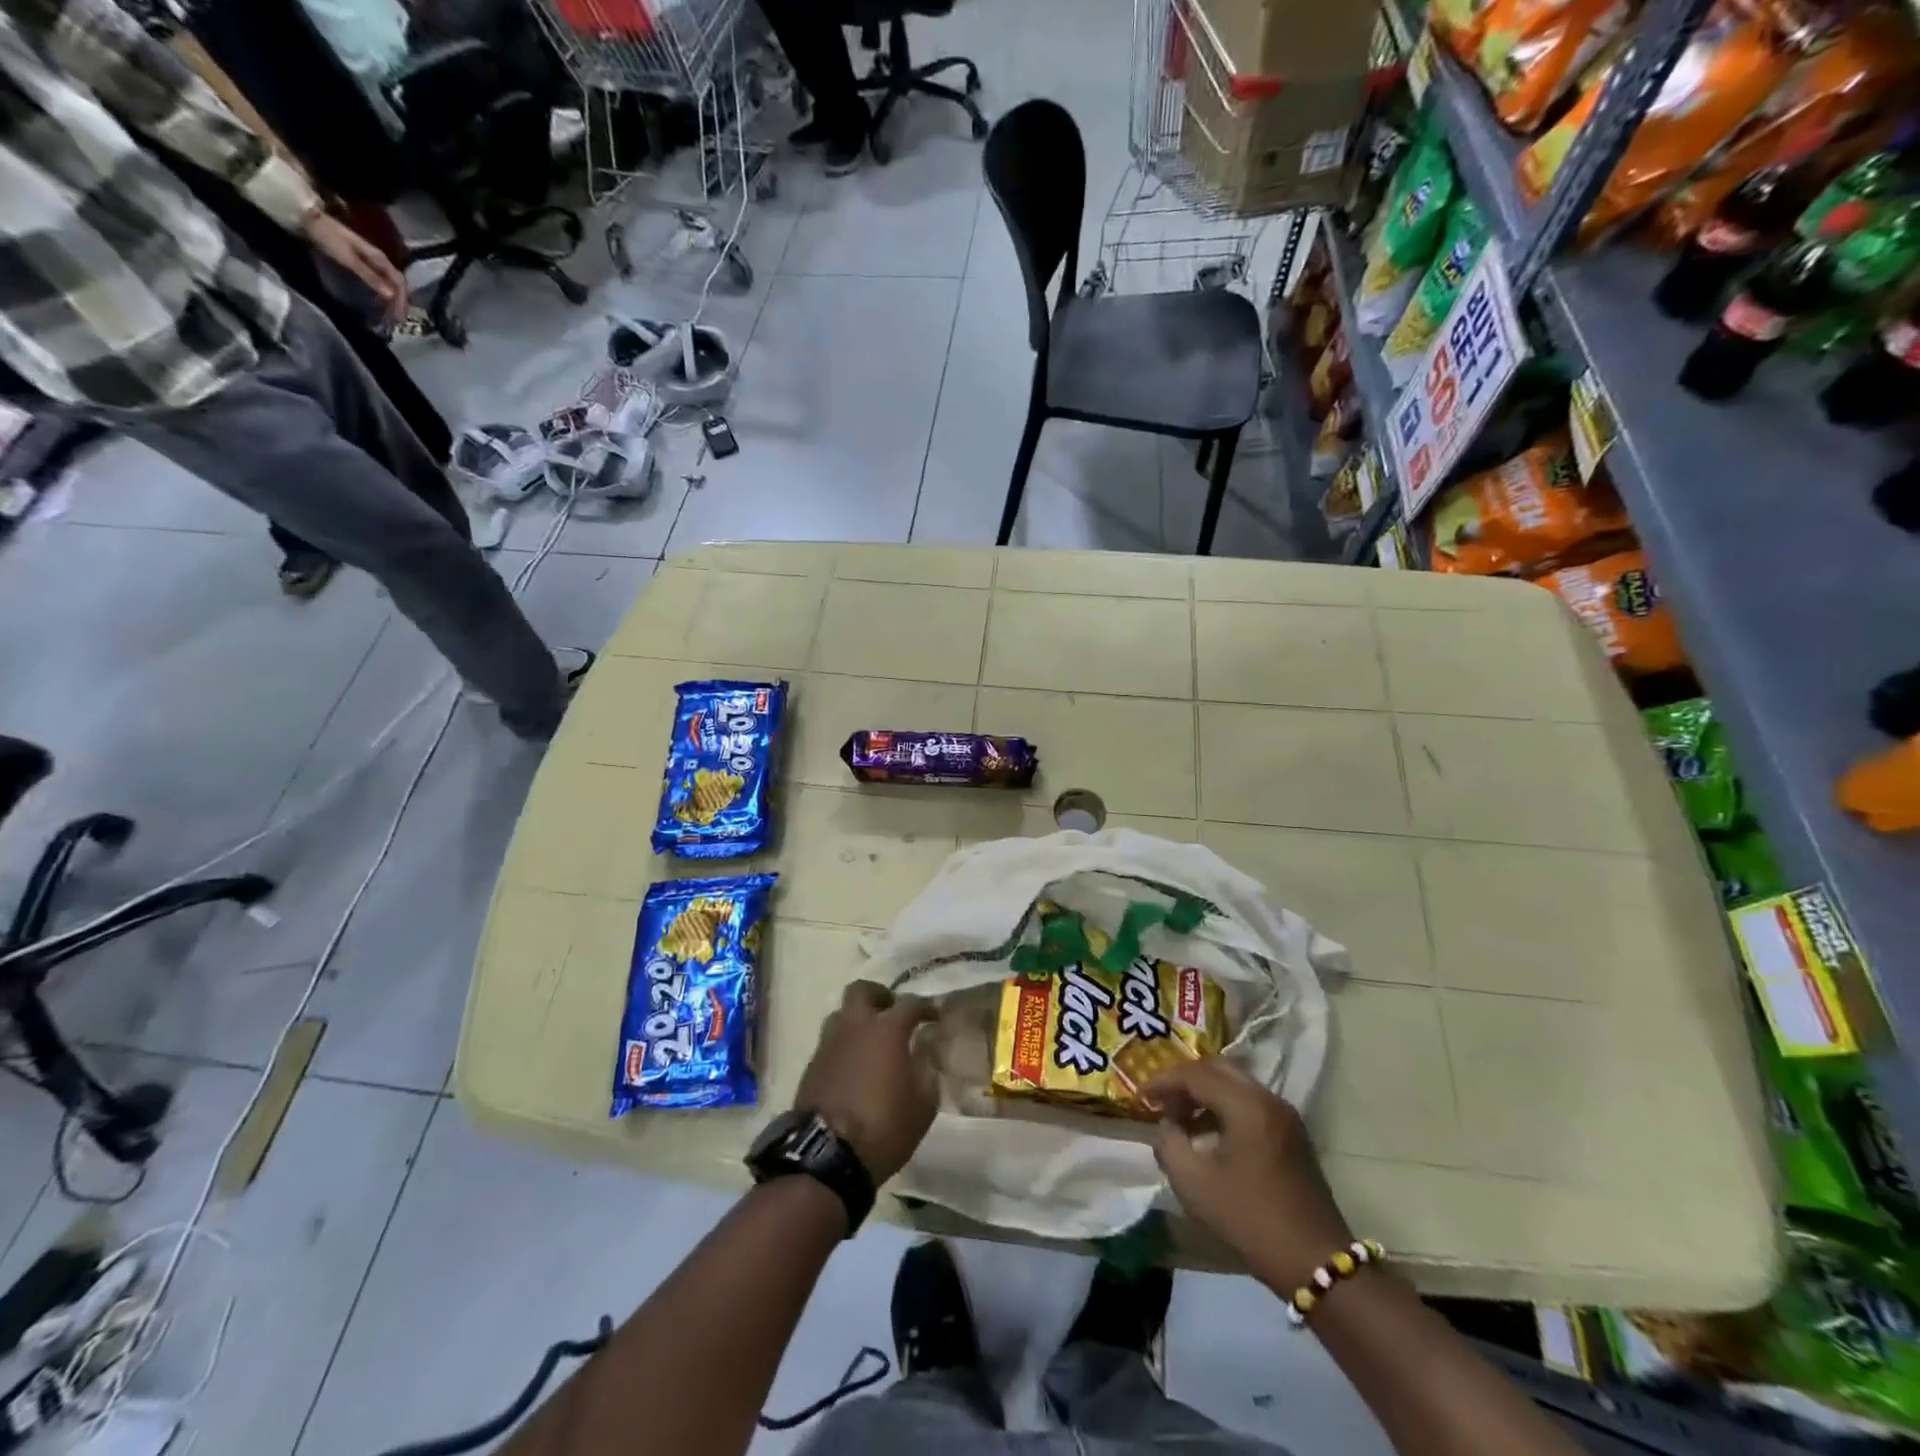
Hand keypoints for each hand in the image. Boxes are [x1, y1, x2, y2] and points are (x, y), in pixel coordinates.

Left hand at [304, 211, 407, 325]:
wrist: (307, 218)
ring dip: (391, 299)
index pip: (399, 283)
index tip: (399, 317)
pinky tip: (378, 301)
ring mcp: (371, 261)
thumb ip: (370, 276)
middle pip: (396, 285)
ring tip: (388, 314)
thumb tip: (391, 295)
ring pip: (389, 284)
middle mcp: (380, 260)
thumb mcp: (349, 259)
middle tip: (396, 320)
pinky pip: (379, 281)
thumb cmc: (328, 237)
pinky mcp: (361, 262)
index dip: (402, 300)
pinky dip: (381, 293)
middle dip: (399, 303)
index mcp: (380, 259)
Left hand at [792, 981, 938, 1183]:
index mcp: (886, 1030)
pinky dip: (843, 1047)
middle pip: (862, 990)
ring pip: (841, 1015)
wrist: (826, 1155)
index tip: (935, 1015)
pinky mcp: (811, 1066)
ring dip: (856, 1021)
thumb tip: (925, 1052)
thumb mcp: (923, 1105)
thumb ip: (927, 1071)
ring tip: (870, 1042)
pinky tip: (853, 1068)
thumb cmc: (883, 1126)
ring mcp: (828, 1044)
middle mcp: (855, 1027)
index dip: (925, 1007)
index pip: (910, 1004)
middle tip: (891, 1012)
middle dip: (879, 996)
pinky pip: (830, 1043)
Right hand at [1145, 1057, 1354, 1295]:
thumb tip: (1167, 1124)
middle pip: (1217, 1069)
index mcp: (1246, 1105)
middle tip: (1160, 1100)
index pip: (1195, 1074)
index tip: (1139, 1096)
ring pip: (1234, 1085)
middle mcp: (1268, 1099)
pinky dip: (1224, 1107)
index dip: (1162, 1081)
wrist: (1317, 1263)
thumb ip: (1169, 1143)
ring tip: (1179, 1119)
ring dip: (1204, 1094)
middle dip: (1184, 1081)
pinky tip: (1207, 1134)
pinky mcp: (1291, 1134)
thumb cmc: (1251, 1220)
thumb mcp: (1194, 1184)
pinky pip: (1249, 1103)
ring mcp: (1284, 1115)